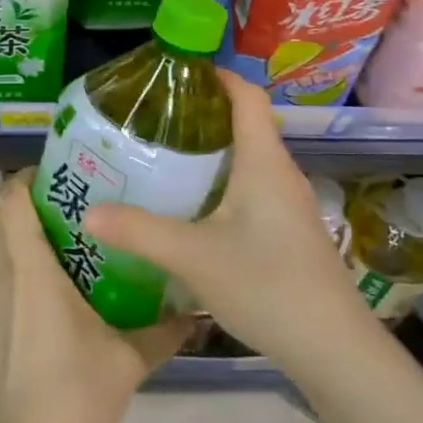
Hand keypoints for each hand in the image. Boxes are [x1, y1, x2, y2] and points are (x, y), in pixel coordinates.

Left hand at [0, 174, 192, 422]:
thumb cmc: (73, 397)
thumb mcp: (127, 362)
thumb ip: (164, 332)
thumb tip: (198, 312)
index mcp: (31, 271)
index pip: (14, 200)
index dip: (30, 177)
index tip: (65, 174)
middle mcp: (3, 276)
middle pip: (2, 216)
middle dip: (30, 200)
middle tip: (74, 201)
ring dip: (20, 230)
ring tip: (65, 235)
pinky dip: (15, 261)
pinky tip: (50, 282)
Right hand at [83, 70, 366, 365]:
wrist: (333, 350)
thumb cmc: (267, 286)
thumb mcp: (193, 256)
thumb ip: (139, 232)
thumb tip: (89, 213)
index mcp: (264, 162)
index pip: (247, 96)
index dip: (216, 76)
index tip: (176, 72)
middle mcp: (280, 174)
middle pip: (244, 125)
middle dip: (201, 115)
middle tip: (152, 120)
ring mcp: (289, 205)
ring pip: (247, 160)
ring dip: (210, 153)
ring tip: (163, 158)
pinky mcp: (288, 232)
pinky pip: (251, 189)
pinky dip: (220, 183)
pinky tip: (192, 209)